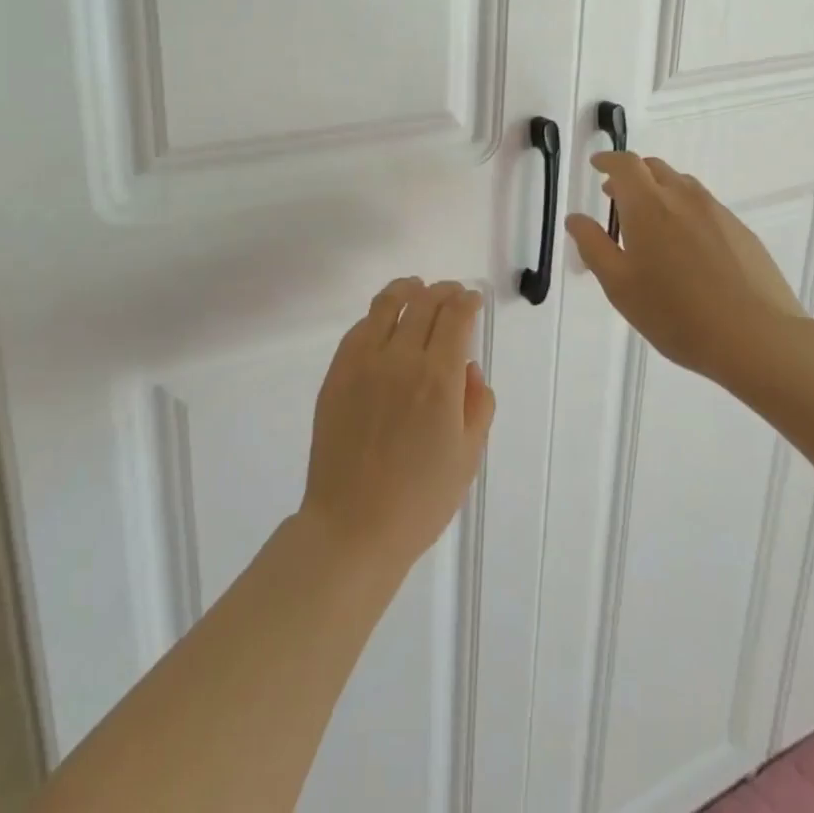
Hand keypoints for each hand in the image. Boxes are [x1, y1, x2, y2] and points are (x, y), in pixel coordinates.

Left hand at [299, 278, 495, 575]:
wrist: (353, 525)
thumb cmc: (420, 500)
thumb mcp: (467, 457)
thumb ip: (476, 404)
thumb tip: (468, 367)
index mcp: (438, 379)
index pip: (455, 317)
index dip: (466, 301)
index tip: (472, 299)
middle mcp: (400, 359)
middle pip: (423, 303)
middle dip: (442, 291)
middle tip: (451, 292)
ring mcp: (363, 362)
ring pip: (386, 305)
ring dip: (406, 289)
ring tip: (415, 287)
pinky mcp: (337, 372)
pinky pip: (358, 328)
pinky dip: (377, 315)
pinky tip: (384, 321)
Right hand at [565, 152, 806, 380]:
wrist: (758, 339)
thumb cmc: (676, 313)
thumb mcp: (619, 285)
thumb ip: (593, 246)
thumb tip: (576, 218)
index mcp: (648, 206)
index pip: (625, 165)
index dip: (608, 160)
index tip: (596, 165)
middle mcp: (683, 198)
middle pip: (655, 168)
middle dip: (632, 175)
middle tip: (616, 196)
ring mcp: (718, 213)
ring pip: (683, 185)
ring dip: (660, 190)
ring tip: (650, 221)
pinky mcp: (742, 233)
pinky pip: (706, 207)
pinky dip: (685, 210)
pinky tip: (686, 247)